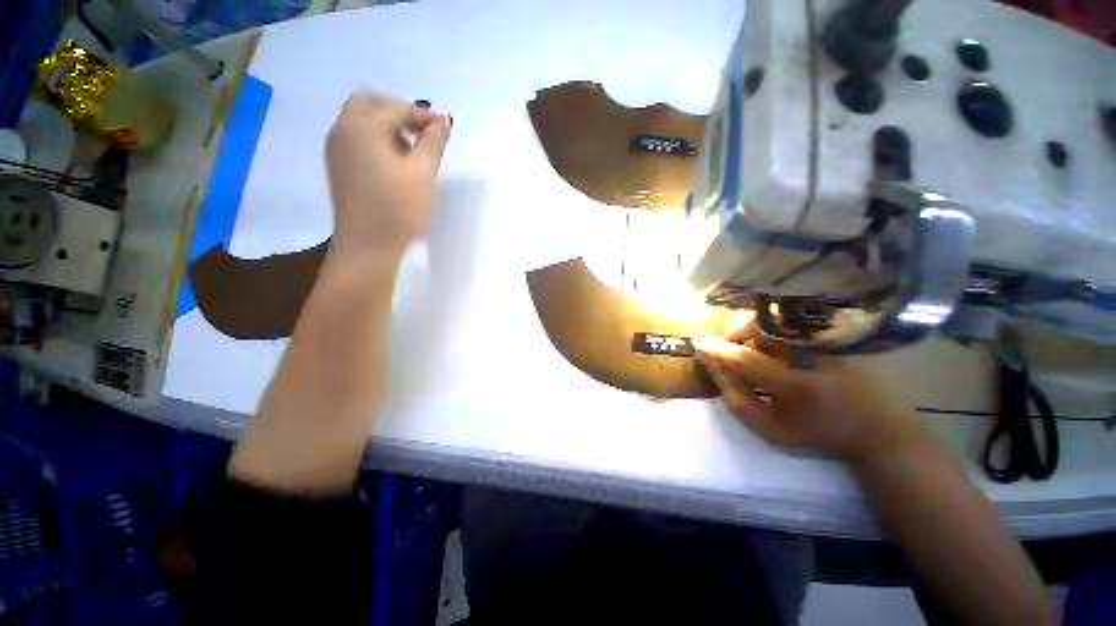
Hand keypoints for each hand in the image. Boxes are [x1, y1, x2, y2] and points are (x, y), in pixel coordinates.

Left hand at [326, 94, 451, 260]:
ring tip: (413, 147)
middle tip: (423, 129)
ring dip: (387, 125)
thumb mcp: (423, 174)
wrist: (368, 248)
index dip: (421, 114)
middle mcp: (342, 131)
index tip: (444, 126)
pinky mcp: (338, 168)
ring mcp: (336, 150)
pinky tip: (395, 161)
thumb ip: (432, 143)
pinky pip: (356, 139)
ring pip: (360, 121)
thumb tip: (444, 120)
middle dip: (398, 111)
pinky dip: (376, 139)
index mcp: (361, 128)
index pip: (394, 108)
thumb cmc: (399, 210)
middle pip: (369, 105)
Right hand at [693, 333, 923, 462]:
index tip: (697, 343)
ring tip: (751, 343)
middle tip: (730, 345)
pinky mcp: (837, 332)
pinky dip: (774, 324)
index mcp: (799, 387)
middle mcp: (816, 355)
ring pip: (776, 318)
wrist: (877, 426)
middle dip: (736, 331)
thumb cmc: (818, 432)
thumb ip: (737, 400)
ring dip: (753, 326)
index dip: (718, 350)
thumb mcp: (771, 430)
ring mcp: (829, 340)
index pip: (746, 360)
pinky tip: (775, 340)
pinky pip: (794, 318)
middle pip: (762, 326)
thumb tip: (713, 367)